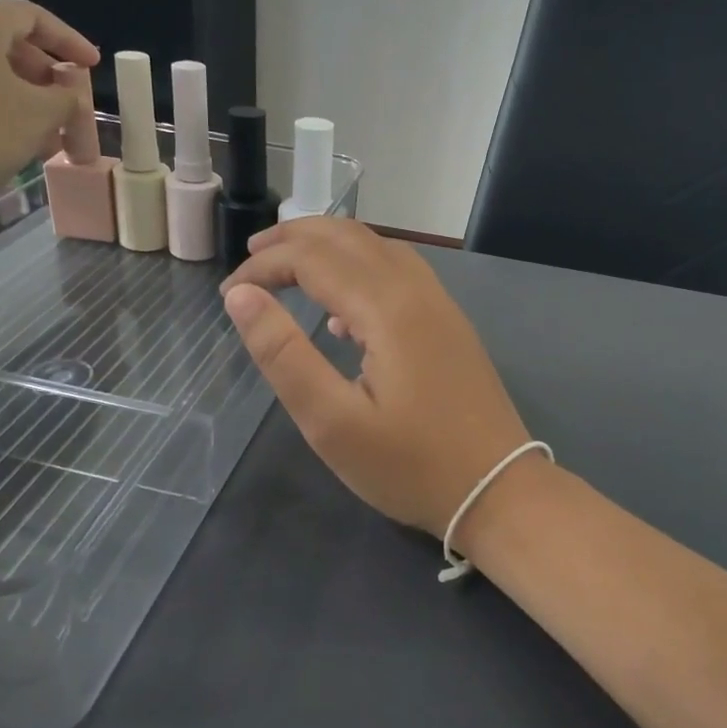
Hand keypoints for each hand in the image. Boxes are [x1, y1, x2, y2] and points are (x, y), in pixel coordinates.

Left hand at [0, 0, 101, 218]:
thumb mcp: (39, 114)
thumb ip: (65, 98)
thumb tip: (67, 94)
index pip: (32, 16)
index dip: (68, 40)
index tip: (92, 66)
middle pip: (7, 42)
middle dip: (45, 76)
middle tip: (68, 104)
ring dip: (22, 96)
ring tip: (45, 133)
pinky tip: (10, 138)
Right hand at [221, 218, 531, 538]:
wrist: (499, 491)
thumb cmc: (411, 466)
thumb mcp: (332, 422)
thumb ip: (284, 355)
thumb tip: (241, 297)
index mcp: (387, 308)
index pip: (312, 258)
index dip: (264, 267)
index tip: (227, 294)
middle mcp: (418, 291)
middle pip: (349, 237)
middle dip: (294, 238)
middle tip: (251, 258)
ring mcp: (442, 306)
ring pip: (379, 248)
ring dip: (330, 247)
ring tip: (289, 268)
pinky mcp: (452, 326)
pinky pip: (401, 274)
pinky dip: (361, 270)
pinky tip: (343, 315)